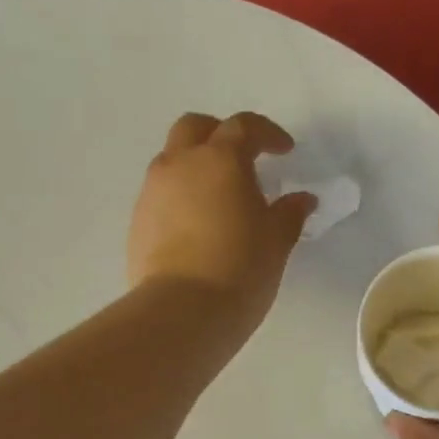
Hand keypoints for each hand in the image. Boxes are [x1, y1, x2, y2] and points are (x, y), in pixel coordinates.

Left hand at [128, 112, 316, 335]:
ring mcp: (152, 192)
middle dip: (219, 134)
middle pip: (194, 128)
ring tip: (217, 198)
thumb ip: (289, 213)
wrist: (182, 311)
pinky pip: (160, 195)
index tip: (284, 151)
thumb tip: (301, 200)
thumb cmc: (240, 268)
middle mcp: (180, 164)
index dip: (267, 134)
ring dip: (194, 167)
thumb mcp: (276, 241)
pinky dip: (179, 198)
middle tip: (241, 159)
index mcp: (220, 159)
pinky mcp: (137, 222)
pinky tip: (195, 226)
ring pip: (171, 160)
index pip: (244, 127)